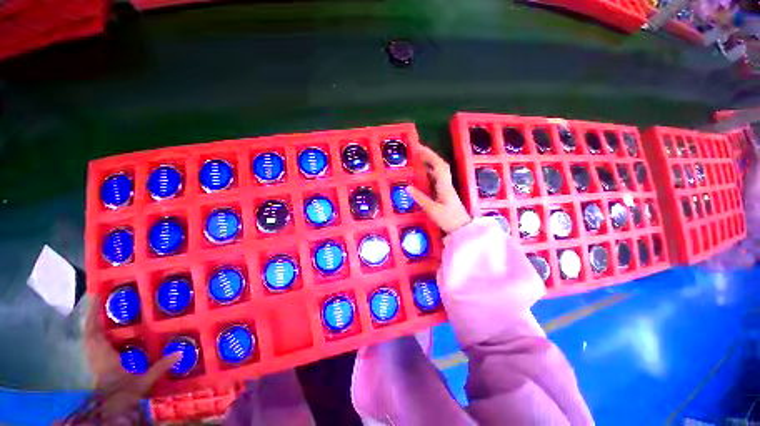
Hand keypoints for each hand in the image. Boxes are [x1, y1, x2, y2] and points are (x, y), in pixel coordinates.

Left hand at [83, 297, 180, 415]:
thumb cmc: (124, 393)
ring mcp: (94, 359)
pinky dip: (94, 334)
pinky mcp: (96, 363)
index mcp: (104, 355)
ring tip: (102, 312)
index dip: (93, 315)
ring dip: (92, 324)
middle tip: (100, 301)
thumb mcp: (143, 381)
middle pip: (89, 331)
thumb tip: (180, 352)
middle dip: (92, 316)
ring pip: (88, 337)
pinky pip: (92, 344)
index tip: (96, 298)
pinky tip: (103, 332)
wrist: (110, 409)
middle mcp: (95, 354)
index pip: (94, 332)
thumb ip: (160, 367)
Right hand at [407, 145, 471, 233]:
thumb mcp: (432, 210)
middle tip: (416, 151)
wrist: (462, 228)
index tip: (418, 148)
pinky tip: (424, 174)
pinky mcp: (445, 193)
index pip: (438, 165)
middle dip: (429, 156)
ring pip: (439, 171)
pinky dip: (430, 173)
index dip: (429, 155)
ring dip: (430, 163)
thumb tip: (407, 187)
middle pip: (440, 165)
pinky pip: (438, 178)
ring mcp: (447, 188)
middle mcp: (447, 184)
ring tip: (418, 159)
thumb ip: (420, 198)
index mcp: (444, 186)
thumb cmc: (448, 219)